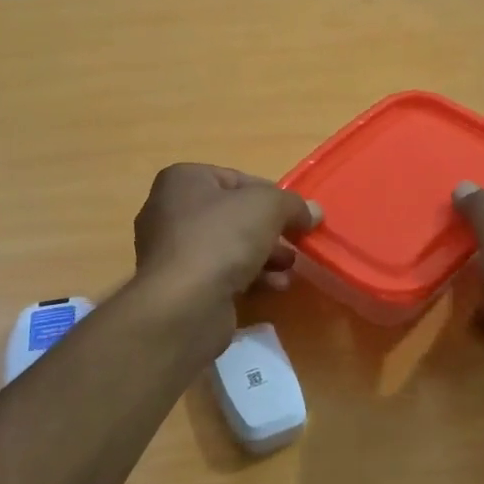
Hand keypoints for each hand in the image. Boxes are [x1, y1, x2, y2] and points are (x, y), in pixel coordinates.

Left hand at [133, 163, 320, 307]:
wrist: (184, 304)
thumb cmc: (221, 239)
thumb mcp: (267, 207)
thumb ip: (293, 204)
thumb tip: (313, 212)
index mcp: (183, 181)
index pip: (236, 179)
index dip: (272, 195)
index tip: (297, 215)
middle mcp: (170, 211)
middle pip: (234, 215)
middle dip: (270, 230)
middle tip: (297, 243)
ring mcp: (172, 252)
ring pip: (229, 247)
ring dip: (264, 256)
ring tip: (290, 268)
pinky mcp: (179, 287)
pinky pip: (220, 274)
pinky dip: (248, 278)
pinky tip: (274, 287)